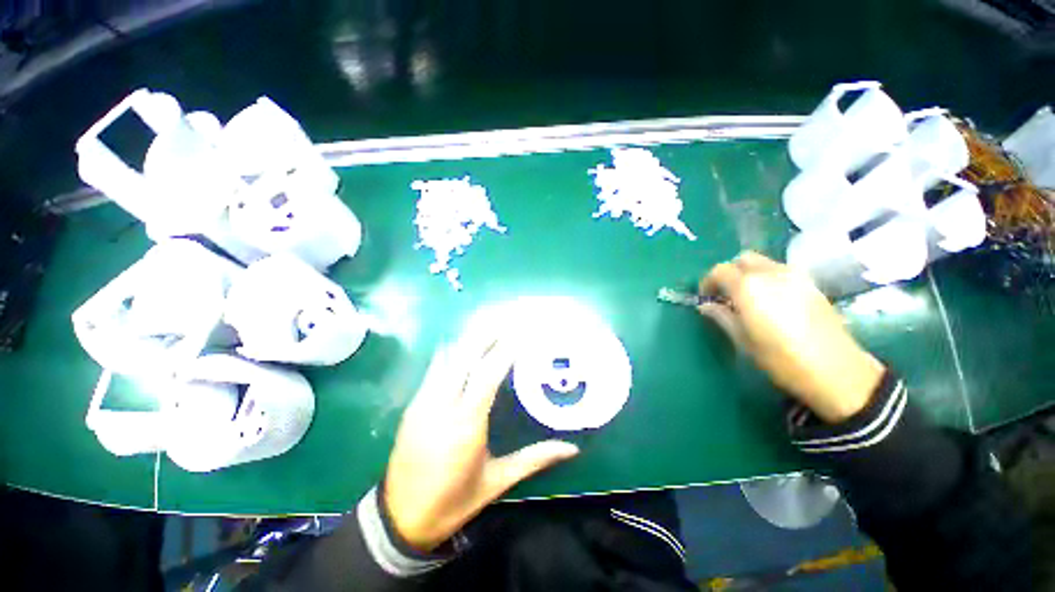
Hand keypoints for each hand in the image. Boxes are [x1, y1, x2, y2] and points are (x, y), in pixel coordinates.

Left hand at [383, 330, 579, 551]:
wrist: (400, 518)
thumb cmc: (454, 501)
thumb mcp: (497, 482)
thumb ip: (535, 459)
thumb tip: (572, 448)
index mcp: (466, 424)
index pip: (488, 374)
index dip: (505, 349)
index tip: (521, 331)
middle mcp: (442, 405)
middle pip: (464, 355)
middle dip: (486, 333)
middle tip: (506, 317)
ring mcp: (423, 401)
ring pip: (447, 356)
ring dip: (469, 338)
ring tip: (490, 326)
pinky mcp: (413, 404)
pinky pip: (435, 367)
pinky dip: (453, 351)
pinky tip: (466, 345)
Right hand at [698, 251, 884, 422]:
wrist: (837, 370)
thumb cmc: (781, 358)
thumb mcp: (742, 340)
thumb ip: (721, 316)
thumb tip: (705, 305)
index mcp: (749, 287)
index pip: (719, 271)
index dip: (708, 282)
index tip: (706, 298)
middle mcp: (771, 273)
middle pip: (742, 259)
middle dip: (729, 272)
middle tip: (725, 294)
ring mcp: (795, 275)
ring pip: (763, 262)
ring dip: (749, 273)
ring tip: (748, 297)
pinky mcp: (811, 283)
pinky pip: (781, 270)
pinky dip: (767, 277)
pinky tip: (771, 300)